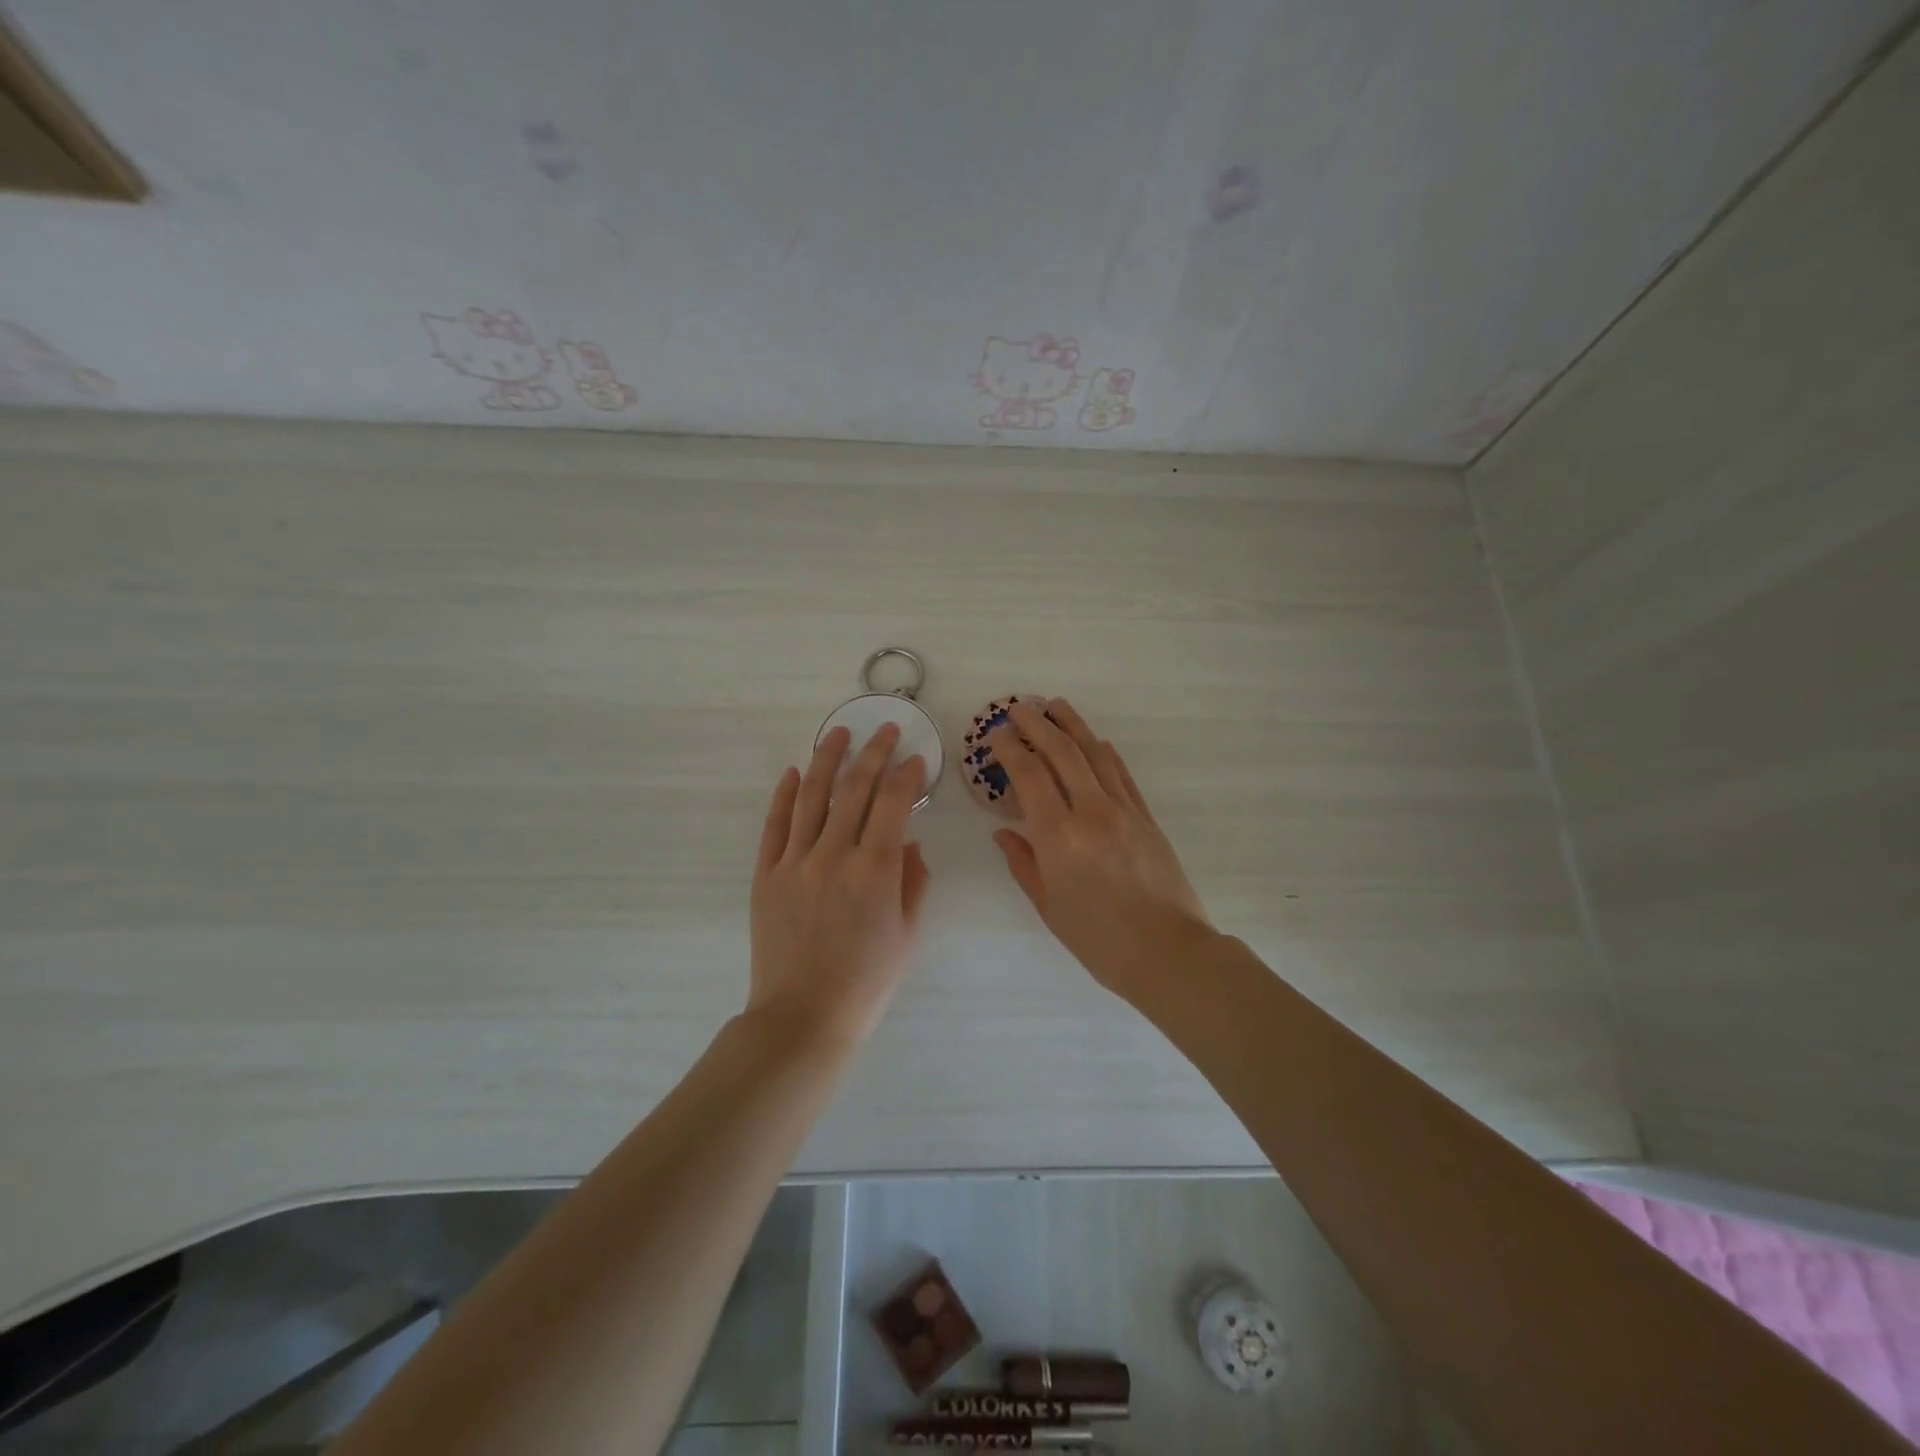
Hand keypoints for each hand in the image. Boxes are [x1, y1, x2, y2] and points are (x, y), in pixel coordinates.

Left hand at [747, 723, 930, 1046]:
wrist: (802, 1017)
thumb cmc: (865, 983)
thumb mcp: (906, 935)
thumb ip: (913, 882)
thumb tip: (909, 843)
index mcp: (874, 871)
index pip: (893, 803)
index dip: (907, 774)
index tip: (915, 758)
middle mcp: (833, 855)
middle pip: (854, 789)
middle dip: (872, 752)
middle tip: (883, 729)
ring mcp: (794, 862)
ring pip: (811, 796)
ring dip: (826, 759)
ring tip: (837, 733)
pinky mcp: (765, 875)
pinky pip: (774, 825)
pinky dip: (784, 795)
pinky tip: (793, 773)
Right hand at [990, 699, 1213, 998]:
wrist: (1168, 952)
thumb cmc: (1098, 939)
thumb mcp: (1048, 906)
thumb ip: (1023, 863)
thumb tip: (1004, 832)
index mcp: (1058, 836)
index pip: (1028, 774)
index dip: (1009, 748)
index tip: (995, 734)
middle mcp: (1090, 811)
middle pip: (1061, 752)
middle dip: (1037, 724)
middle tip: (1019, 707)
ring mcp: (1123, 810)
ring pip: (1094, 753)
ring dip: (1072, 725)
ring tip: (1055, 706)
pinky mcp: (1146, 816)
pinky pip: (1121, 773)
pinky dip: (1104, 752)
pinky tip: (1095, 741)